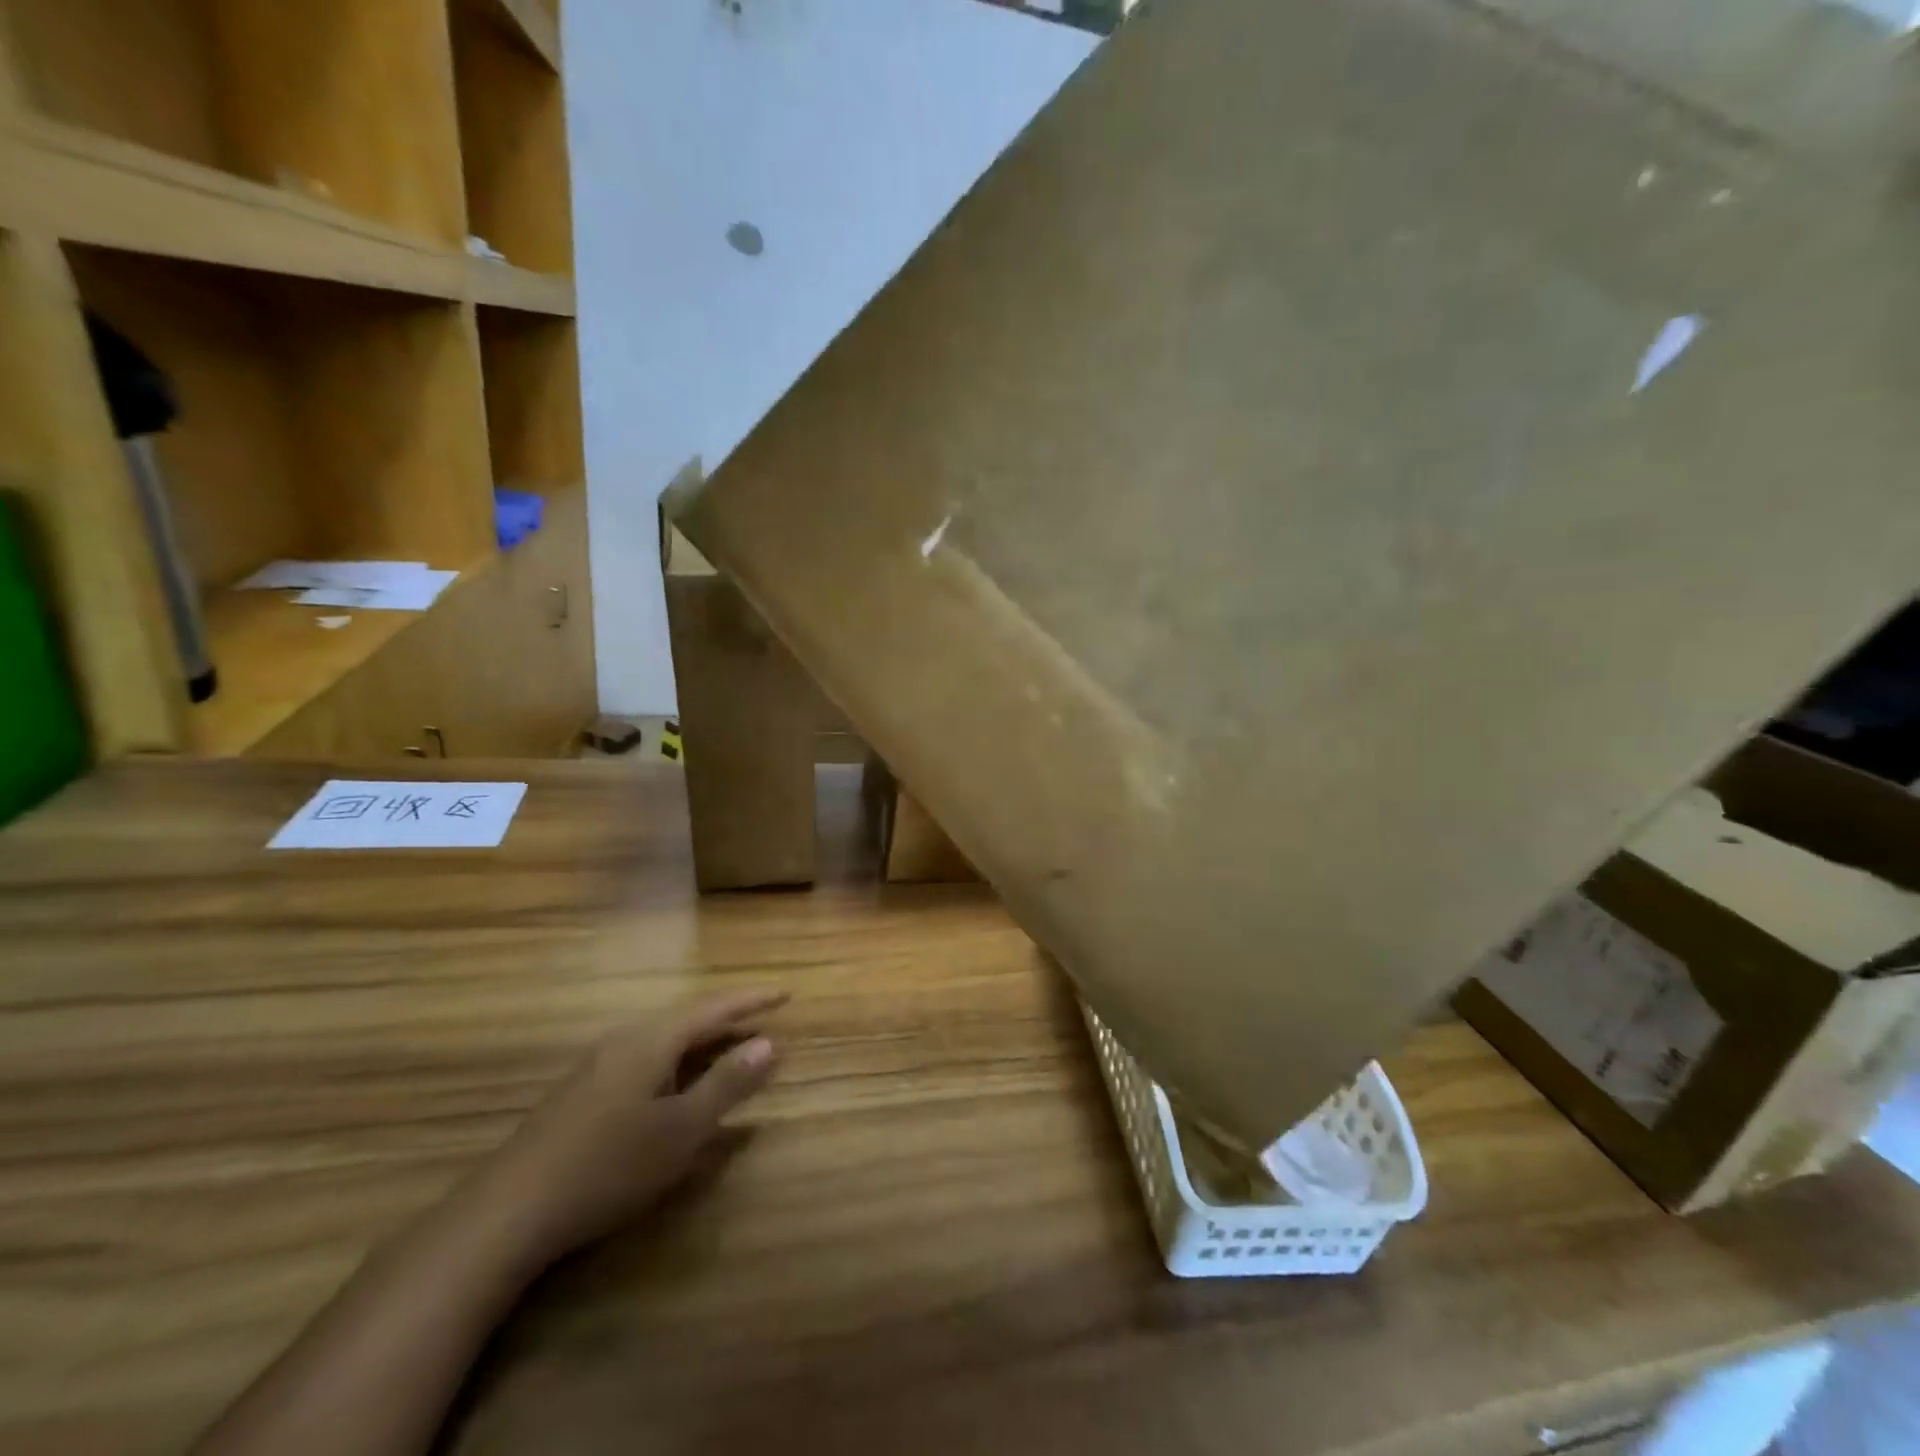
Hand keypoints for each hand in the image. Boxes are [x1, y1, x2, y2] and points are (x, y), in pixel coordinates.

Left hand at [467, 989, 787, 1269]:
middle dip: (729, 1016)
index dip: (752, 1000)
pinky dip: (677, 1058)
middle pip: (688, 1016)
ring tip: (730, 1044)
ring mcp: (599, 1065)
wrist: (508, 1212)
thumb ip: (726, 1085)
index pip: (714, 1007)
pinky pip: (646, 1056)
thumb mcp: (681, 1130)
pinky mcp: (583, 1091)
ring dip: (702, 1038)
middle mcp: (626, 1041)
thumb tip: (769, 1043)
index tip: (786, 993)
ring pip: (664, 1037)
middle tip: (764, 1016)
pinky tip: (675, 1081)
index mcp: (653, 1040)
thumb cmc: (608, 1166)